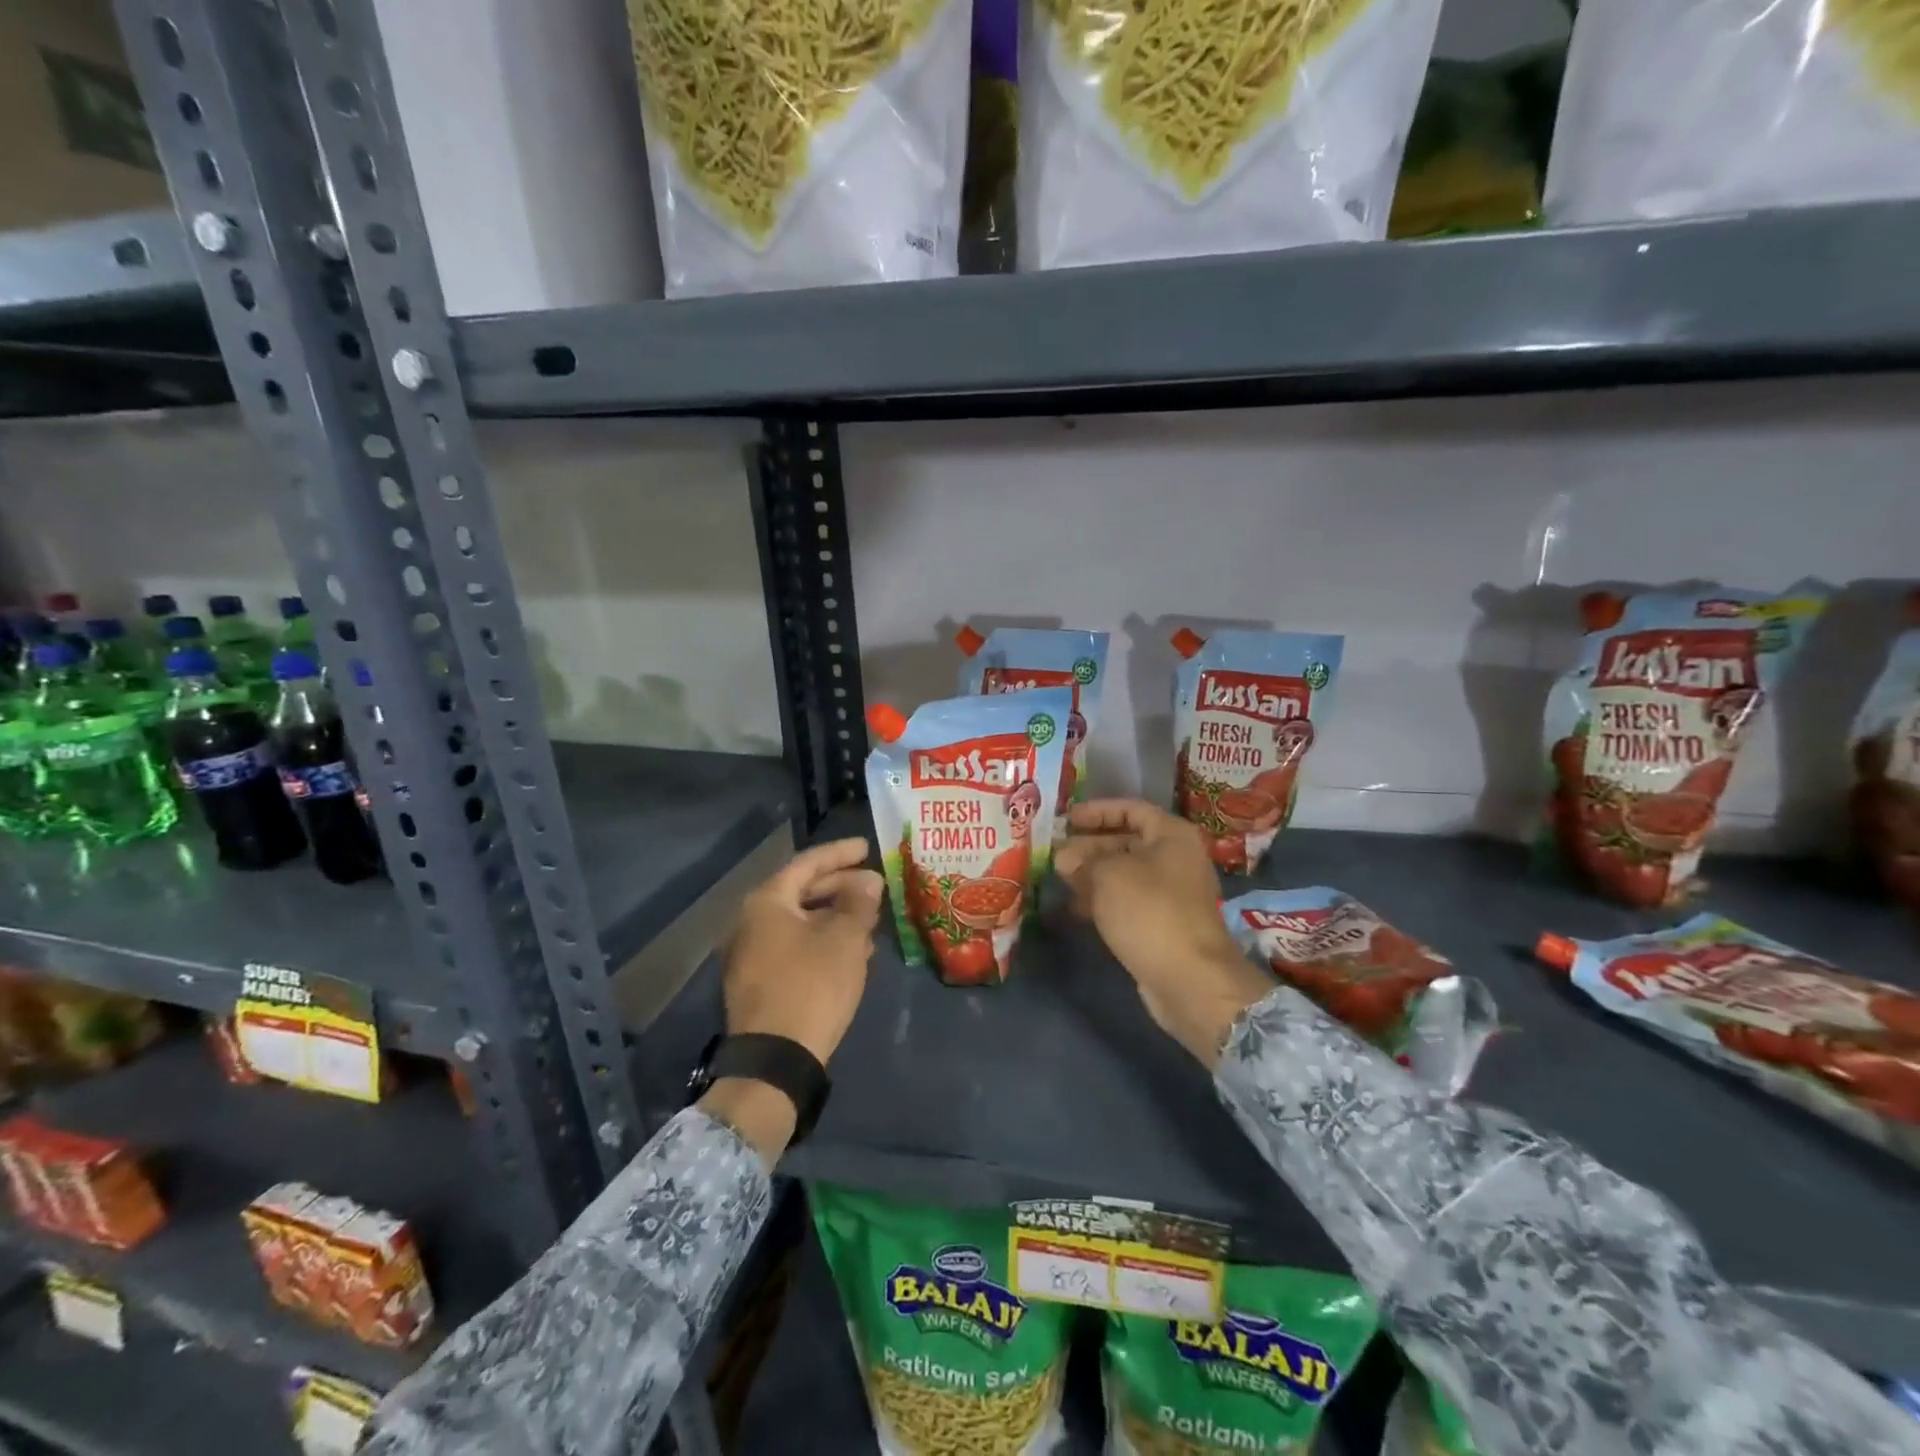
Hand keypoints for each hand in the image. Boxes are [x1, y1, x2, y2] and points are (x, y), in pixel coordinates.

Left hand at [722, 837, 883, 1064]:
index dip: (840, 854)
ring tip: (869, 921)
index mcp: (766, 902)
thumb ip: (858, 902)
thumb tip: (869, 880)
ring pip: (800, 922)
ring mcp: (751, 954)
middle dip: (840, 888)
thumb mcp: (845, 939)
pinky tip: (851, 953)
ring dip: (835, 918)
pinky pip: (795, 947)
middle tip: (874, 886)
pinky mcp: (759, 982)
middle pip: (801, 891)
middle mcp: (750, 921)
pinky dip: (822, 941)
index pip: (807, 864)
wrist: (775, 1060)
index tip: (867, 847)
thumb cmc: (812, 985)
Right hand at [1055, 800, 1273, 1066]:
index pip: (1131, 809)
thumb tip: (1063, 857)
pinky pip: (1127, 902)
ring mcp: (1171, 894)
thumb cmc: (1149, 911)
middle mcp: (1176, 859)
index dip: (1097, 811)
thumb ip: (1082, 860)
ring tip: (1057, 879)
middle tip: (1055, 851)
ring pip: (1124, 874)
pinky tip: (1073, 908)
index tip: (1066, 818)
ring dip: (1091, 875)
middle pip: (1127, 841)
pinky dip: (1102, 900)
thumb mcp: (1108, 875)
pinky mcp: (1162, 924)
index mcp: (1172, 835)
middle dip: (1089, 846)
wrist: (1189, 979)